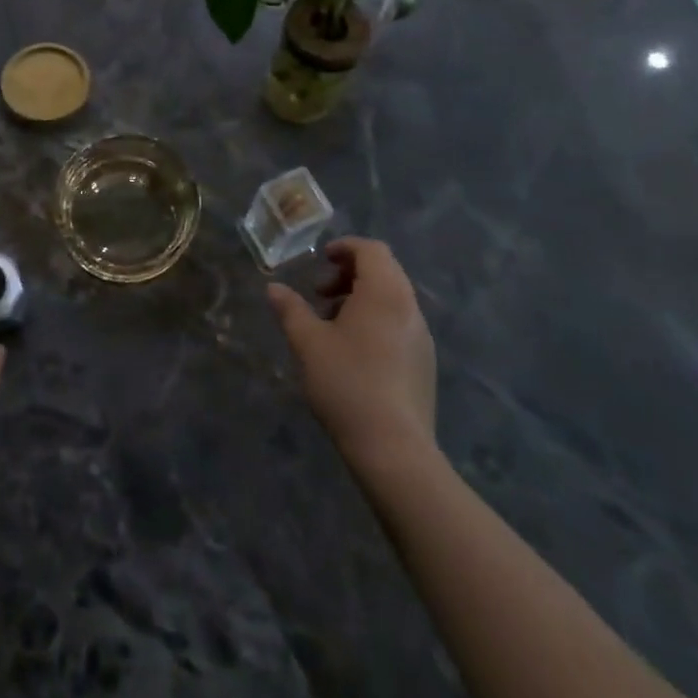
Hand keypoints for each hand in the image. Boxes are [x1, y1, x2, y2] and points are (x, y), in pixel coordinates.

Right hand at [267, 237, 436, 467]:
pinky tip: (353, 352)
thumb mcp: (308, 343)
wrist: (395, 450)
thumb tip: (273, 288)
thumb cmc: (348, 384)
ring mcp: (421, 338)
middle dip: (350, 273)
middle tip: (320, 293)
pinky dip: (376, 320)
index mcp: (385, 293)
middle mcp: (409, 308)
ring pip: (392, 299)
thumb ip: (290, 309)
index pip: (372, 250)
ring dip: (361, 298)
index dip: (345, 248)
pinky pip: (399, 323)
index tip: (321, 260)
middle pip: (384, 271)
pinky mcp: (424, 364)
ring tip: (332, 325)